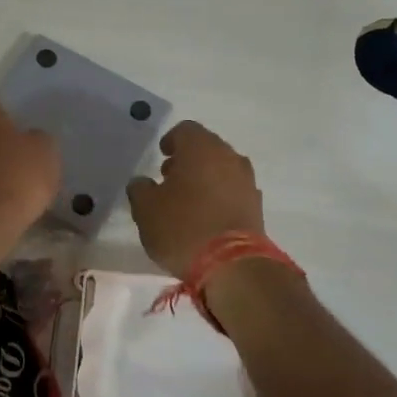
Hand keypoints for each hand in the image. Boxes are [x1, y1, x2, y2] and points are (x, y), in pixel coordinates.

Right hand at [126, 121, 265, 277]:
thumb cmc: (182, 227)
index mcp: (201, 148)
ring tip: (187, 202)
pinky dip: (219, 197)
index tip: (161, 157)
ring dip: (205, 179)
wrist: (231, 265)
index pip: (185, 130)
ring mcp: (247, 181)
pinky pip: (233, 192)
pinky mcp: (256, 206)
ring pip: (222, 170)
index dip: (170, 141)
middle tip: (170, 179)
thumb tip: (142, 183)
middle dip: (188, 160)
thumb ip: (140, 189)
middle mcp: (229, 157)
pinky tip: (205, 217)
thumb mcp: (146, 209)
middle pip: (207, 148)